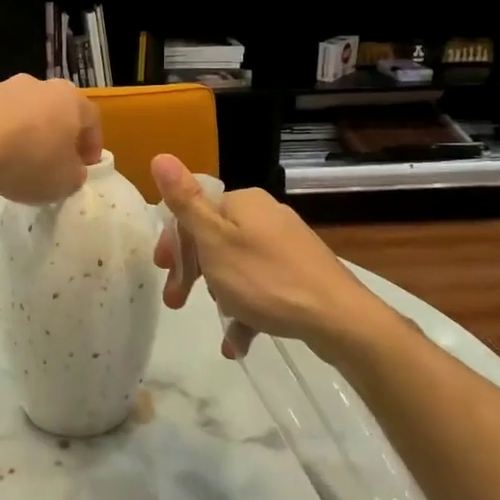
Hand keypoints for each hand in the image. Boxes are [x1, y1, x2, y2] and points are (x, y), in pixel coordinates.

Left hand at [0, 75, 101, 203]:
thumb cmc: (30, 162)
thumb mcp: (65, 181)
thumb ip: (74, 174)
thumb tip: (70, 170)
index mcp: (67, 98)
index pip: (90, 117)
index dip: (92, 143)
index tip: (87, 167)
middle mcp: (35, 85)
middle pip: (52, 110)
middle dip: (55, 135)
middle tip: (53, 162)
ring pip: (19, 113)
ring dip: (22, 134)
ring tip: (16, 164)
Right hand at [150, 153, 400, 359]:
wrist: (338, 318)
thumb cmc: (265, 278)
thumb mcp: (214, 241)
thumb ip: (186, 202)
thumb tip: (161, 156)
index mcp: (242, 202)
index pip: (194, 212)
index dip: (174, 242)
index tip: (163, 271)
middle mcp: (265, 216)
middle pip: (214, 240)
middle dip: (192, 272)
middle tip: (176, 301)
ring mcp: (286, 245)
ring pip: (236, 266)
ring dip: (219, 294)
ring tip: (216, 322)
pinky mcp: (301, 273)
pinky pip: (261, 287)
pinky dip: (246, 311)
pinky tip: (237, 343)